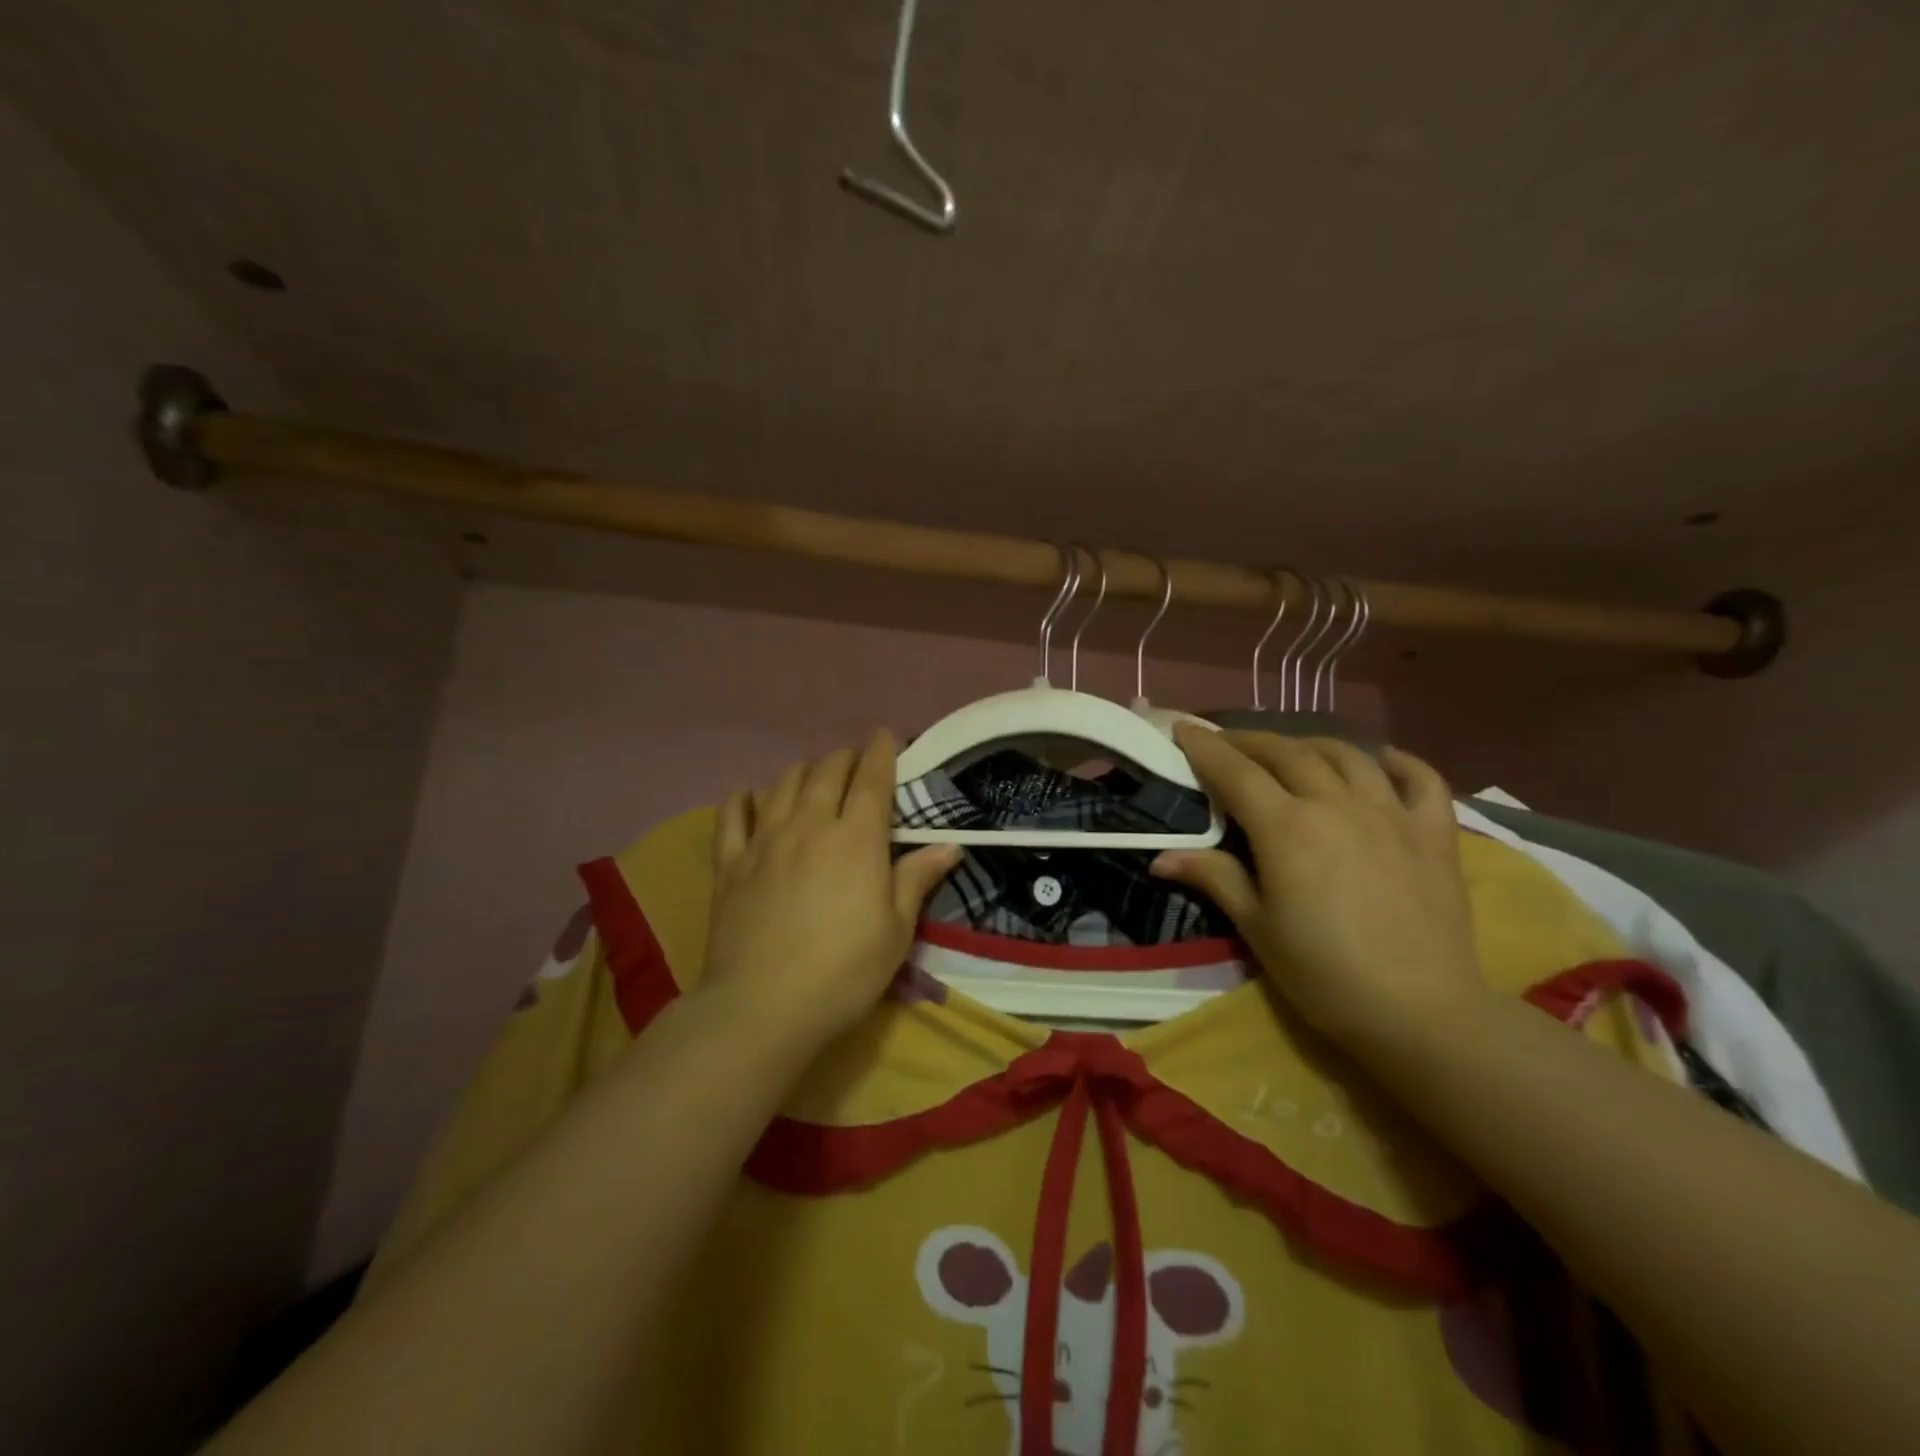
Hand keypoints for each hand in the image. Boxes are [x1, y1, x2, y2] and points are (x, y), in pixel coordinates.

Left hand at [702, 730, 960, 1051]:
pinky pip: (732, 813)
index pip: (872, 778)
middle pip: (827, 770)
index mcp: (856, 839)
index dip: (881, 751)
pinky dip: (745, 797)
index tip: (885, 736)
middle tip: (855, 763)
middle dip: (845, 757)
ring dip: (803, 771)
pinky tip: (752, 797)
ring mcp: (764, 840)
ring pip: (783, 782)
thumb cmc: (843, 971)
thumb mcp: (896, 931)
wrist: (762, 1006)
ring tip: (813, 778)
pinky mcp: (730, 862)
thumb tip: (950, 846)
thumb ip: (917, 879)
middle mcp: (810, 825)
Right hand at [1151, 727, 1483, 1051]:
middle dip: (1250, 741)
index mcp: (1286, 828)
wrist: (1421, 1012)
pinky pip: (1421, 779)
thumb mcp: (1257, 928)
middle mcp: (1336, 805)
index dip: (1206, 747)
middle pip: (1287, 753)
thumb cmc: (1324, 973)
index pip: (1236, 772)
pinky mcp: (1434, 833)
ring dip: (1310, 744)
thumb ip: (1214, 878)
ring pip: (1346, 755)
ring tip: (1291, 750)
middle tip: (1228, 743)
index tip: (1184, 728)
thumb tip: (1161, 857)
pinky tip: (1380, 760)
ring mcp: (1391, 814)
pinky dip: (1398, 761)